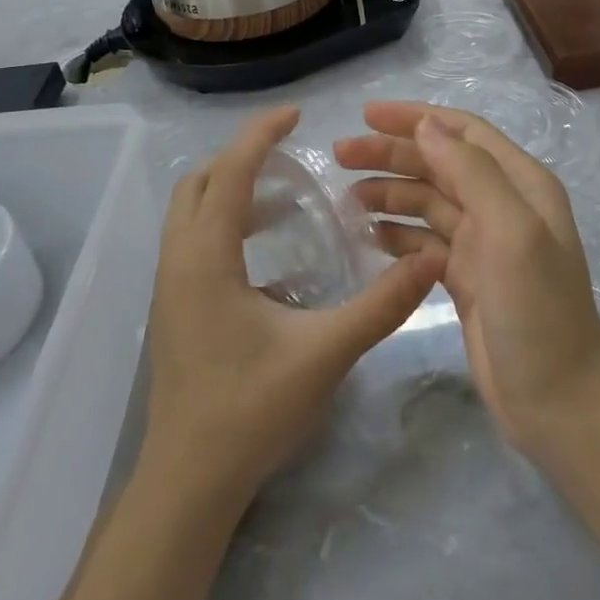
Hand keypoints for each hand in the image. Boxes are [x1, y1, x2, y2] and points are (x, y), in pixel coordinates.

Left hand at [143, 106, 446, 502]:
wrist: (188, 486)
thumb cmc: (250, 413)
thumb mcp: (324, 354)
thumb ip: (381, 305)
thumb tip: (429, 260)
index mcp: (206, 259)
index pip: (229, 173)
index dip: (260, 136)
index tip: (297, 113)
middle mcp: (178, 262)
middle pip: (199, 184)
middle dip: (241, 158)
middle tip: (292, 157)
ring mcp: (169, 287)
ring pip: (191, 214)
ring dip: (232, 192)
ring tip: (285, 199)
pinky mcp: (174, 309)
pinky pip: (194, 243)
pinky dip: (226, 225)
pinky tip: (270, 255)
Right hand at [336, 102, 599, 457]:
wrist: (558, 403)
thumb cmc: (537, 311)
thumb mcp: (511, 232)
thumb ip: (472, 172)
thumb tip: (427, 124)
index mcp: (521, 184)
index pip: (463, 132)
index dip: (415, 118)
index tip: (366, 115)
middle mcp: (503, 205)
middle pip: (440, 163)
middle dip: (392, 154)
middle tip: (340, 155)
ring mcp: (484, 243)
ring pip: (428, 201)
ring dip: (390, 192)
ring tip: (347, 197)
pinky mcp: (466, 277)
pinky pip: (424, 240)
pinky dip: (397, 232)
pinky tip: (368, 235)